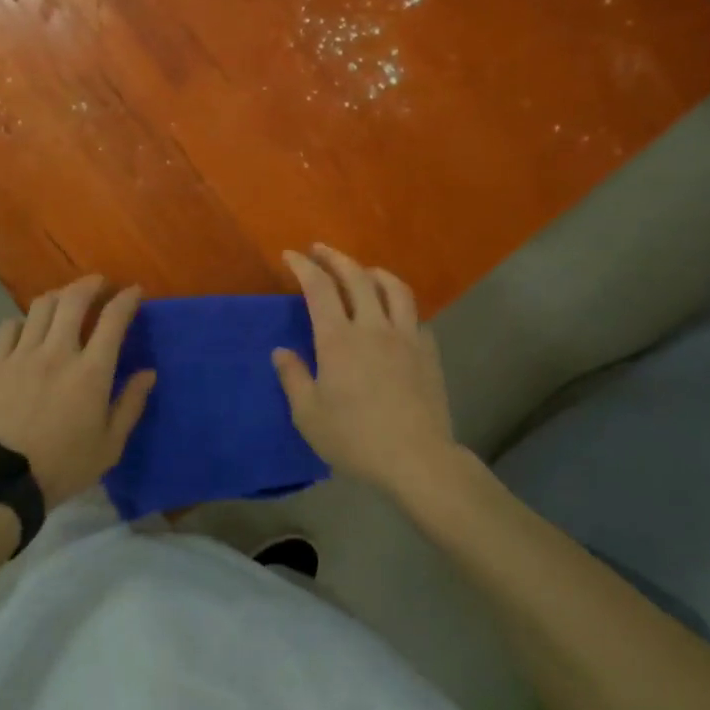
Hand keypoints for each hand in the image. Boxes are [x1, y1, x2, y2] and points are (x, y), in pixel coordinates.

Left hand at [0, 275, 155, 507]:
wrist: (3, 481)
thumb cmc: (64, 466)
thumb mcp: (110, 445)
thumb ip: (130, 404)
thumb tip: (148, 372)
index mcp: (91, 371)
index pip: (113, 319)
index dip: (126, 299)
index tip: (133, 291)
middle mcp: (58, 352)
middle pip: (74, 299)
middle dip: (90, 284)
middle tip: (98, 283)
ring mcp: (22, 354)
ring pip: (41, 306)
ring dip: (58, 296)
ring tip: (65, 301)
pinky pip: (8, 327)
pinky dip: (22, 321)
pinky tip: (27, 329)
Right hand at [272, 245, 455, 494]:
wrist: (417, 459)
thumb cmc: (355, 439)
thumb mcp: (309, 415)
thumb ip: (293, 378)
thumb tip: (281, 352)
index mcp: (338, 339)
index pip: (318, 287)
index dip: (303, 266)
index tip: (290, 255)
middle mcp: (372, 327)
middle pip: (356, 276)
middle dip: (335, 257)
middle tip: (320, 250)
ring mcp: (405, 336)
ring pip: (394, 287)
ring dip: (374, 271)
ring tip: (363, 271)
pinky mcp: (428, 351)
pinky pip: (414, 314)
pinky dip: (399, 303)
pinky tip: (393, 313)